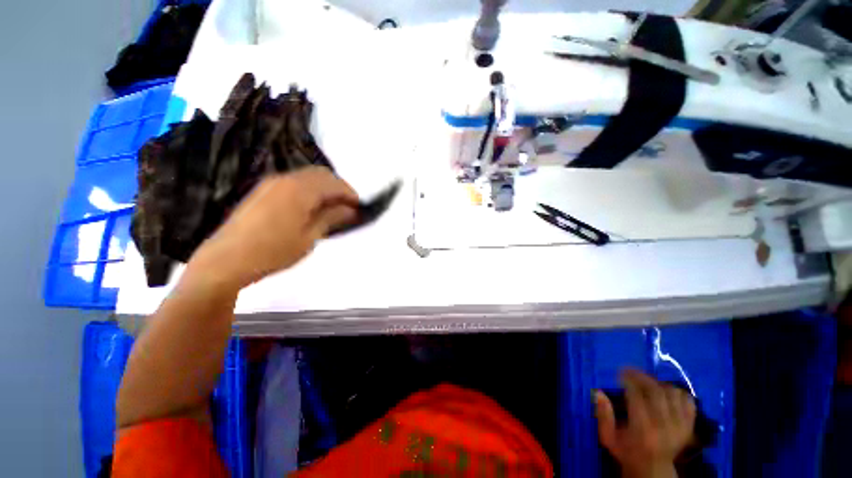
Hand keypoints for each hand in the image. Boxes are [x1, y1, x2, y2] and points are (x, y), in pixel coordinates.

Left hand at [188, 167, 358, 289]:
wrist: (226, 260)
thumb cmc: (273, 251)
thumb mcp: (309, 237)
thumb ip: (331, 218)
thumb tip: (351, 210)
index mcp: (300, 189)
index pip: (334, 183)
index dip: (350, 194)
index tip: (359, 208)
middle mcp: (286, 179)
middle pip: (321, 174)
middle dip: (338, 188)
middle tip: (347, 208)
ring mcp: (272, 183)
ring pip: (307, 177)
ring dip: (324, 189)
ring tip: (331, 209)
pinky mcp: (263, 191)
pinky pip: (294, 182)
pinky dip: (309, 190)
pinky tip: (310, 208)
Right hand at [595, 369, 696, 477]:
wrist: (654, 469)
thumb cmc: (626, 451)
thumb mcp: (608, 437)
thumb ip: (603, 415)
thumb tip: (598, 392)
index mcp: (642, 428)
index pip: (637, 395)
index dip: (628, 380)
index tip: (619, 373)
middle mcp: (664, 425)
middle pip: (656, 391)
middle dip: (642, 376)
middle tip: (630, 371)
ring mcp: (680, 425)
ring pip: (672, 393)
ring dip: (658, 383)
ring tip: (646, 382)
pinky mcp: (690, 425)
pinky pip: (688, 400)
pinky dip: (677, 391)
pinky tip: (665, 391)